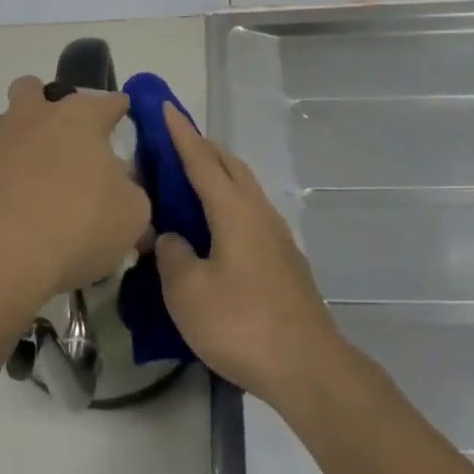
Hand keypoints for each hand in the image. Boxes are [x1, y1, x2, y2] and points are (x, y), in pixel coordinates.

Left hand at [0, 76, 149, 310]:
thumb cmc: (78, 224)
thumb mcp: (131, 215)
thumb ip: (131, 195)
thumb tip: (124, 189)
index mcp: (80, 118)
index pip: (107, 101)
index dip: (117, 107)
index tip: (121, 114)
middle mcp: (35, 117)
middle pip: (34, 89)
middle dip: (45, 103)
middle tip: (61, 138)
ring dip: (12, 135)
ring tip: (26, 168)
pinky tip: (6, 201)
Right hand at [154, 103, 345, 405]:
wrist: (308, 367)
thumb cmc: (242, 324)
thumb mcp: (188, 293)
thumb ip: (172, 255)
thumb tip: (171, 237)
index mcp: (233, 210)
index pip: (201, 160)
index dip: (180, 133)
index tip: (164, 106)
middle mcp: (258, 212)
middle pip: (229, 166)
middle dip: (202, 148)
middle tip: (173, 142)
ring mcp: (276, 235)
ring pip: (243, 188)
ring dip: (218, 174)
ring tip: (190, 181)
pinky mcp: (284, 260)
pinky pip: (250, 211)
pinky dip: (228, 202)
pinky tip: (215, 227)